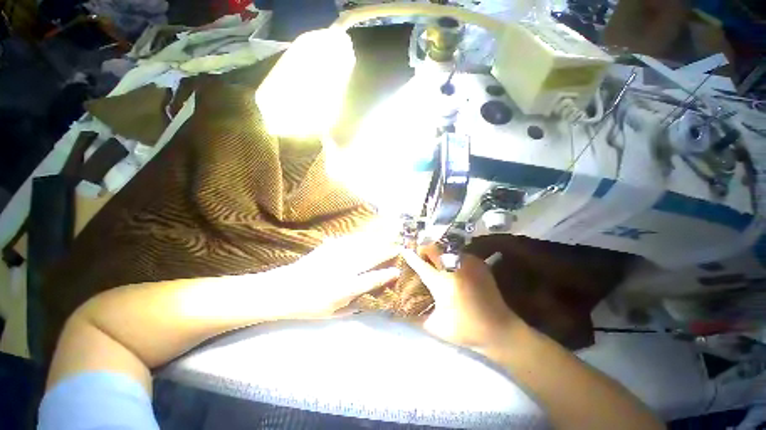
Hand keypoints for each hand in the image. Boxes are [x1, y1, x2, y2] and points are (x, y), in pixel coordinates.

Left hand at [273, 221, 400, 318]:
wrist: (284, 289)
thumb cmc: (308, 305)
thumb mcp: (332, 314)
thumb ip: (353, 307)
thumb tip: (368, 300)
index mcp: (346, 287)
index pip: (372, 279)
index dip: (387, 274)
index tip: (397, 270)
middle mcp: (344, 269)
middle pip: (371, 256)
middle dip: (387, 251)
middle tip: (398, 247)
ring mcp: (336, 255)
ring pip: (362, 245)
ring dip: (377, 240)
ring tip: (388, 237)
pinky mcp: (329, 247)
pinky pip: (349, 240)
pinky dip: (361, 237)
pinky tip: (366, 236)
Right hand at [401, 246, 521, 351]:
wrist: (500, 330)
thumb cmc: (466, 330)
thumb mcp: (436, 327)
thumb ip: (415, 317)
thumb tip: (398, 311)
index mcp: (443, 284)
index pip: (422, 265)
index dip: (411, 257)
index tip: (403, 249)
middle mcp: (456, 269)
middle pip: (435, 249)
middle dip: (424, 249)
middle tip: (419, 254)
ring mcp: (470, 264)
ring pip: (447, 249)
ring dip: (437, 252)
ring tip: (433, 258)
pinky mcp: (479, 263)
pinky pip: (459, 253)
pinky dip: (451, 255)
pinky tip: (449, 264)